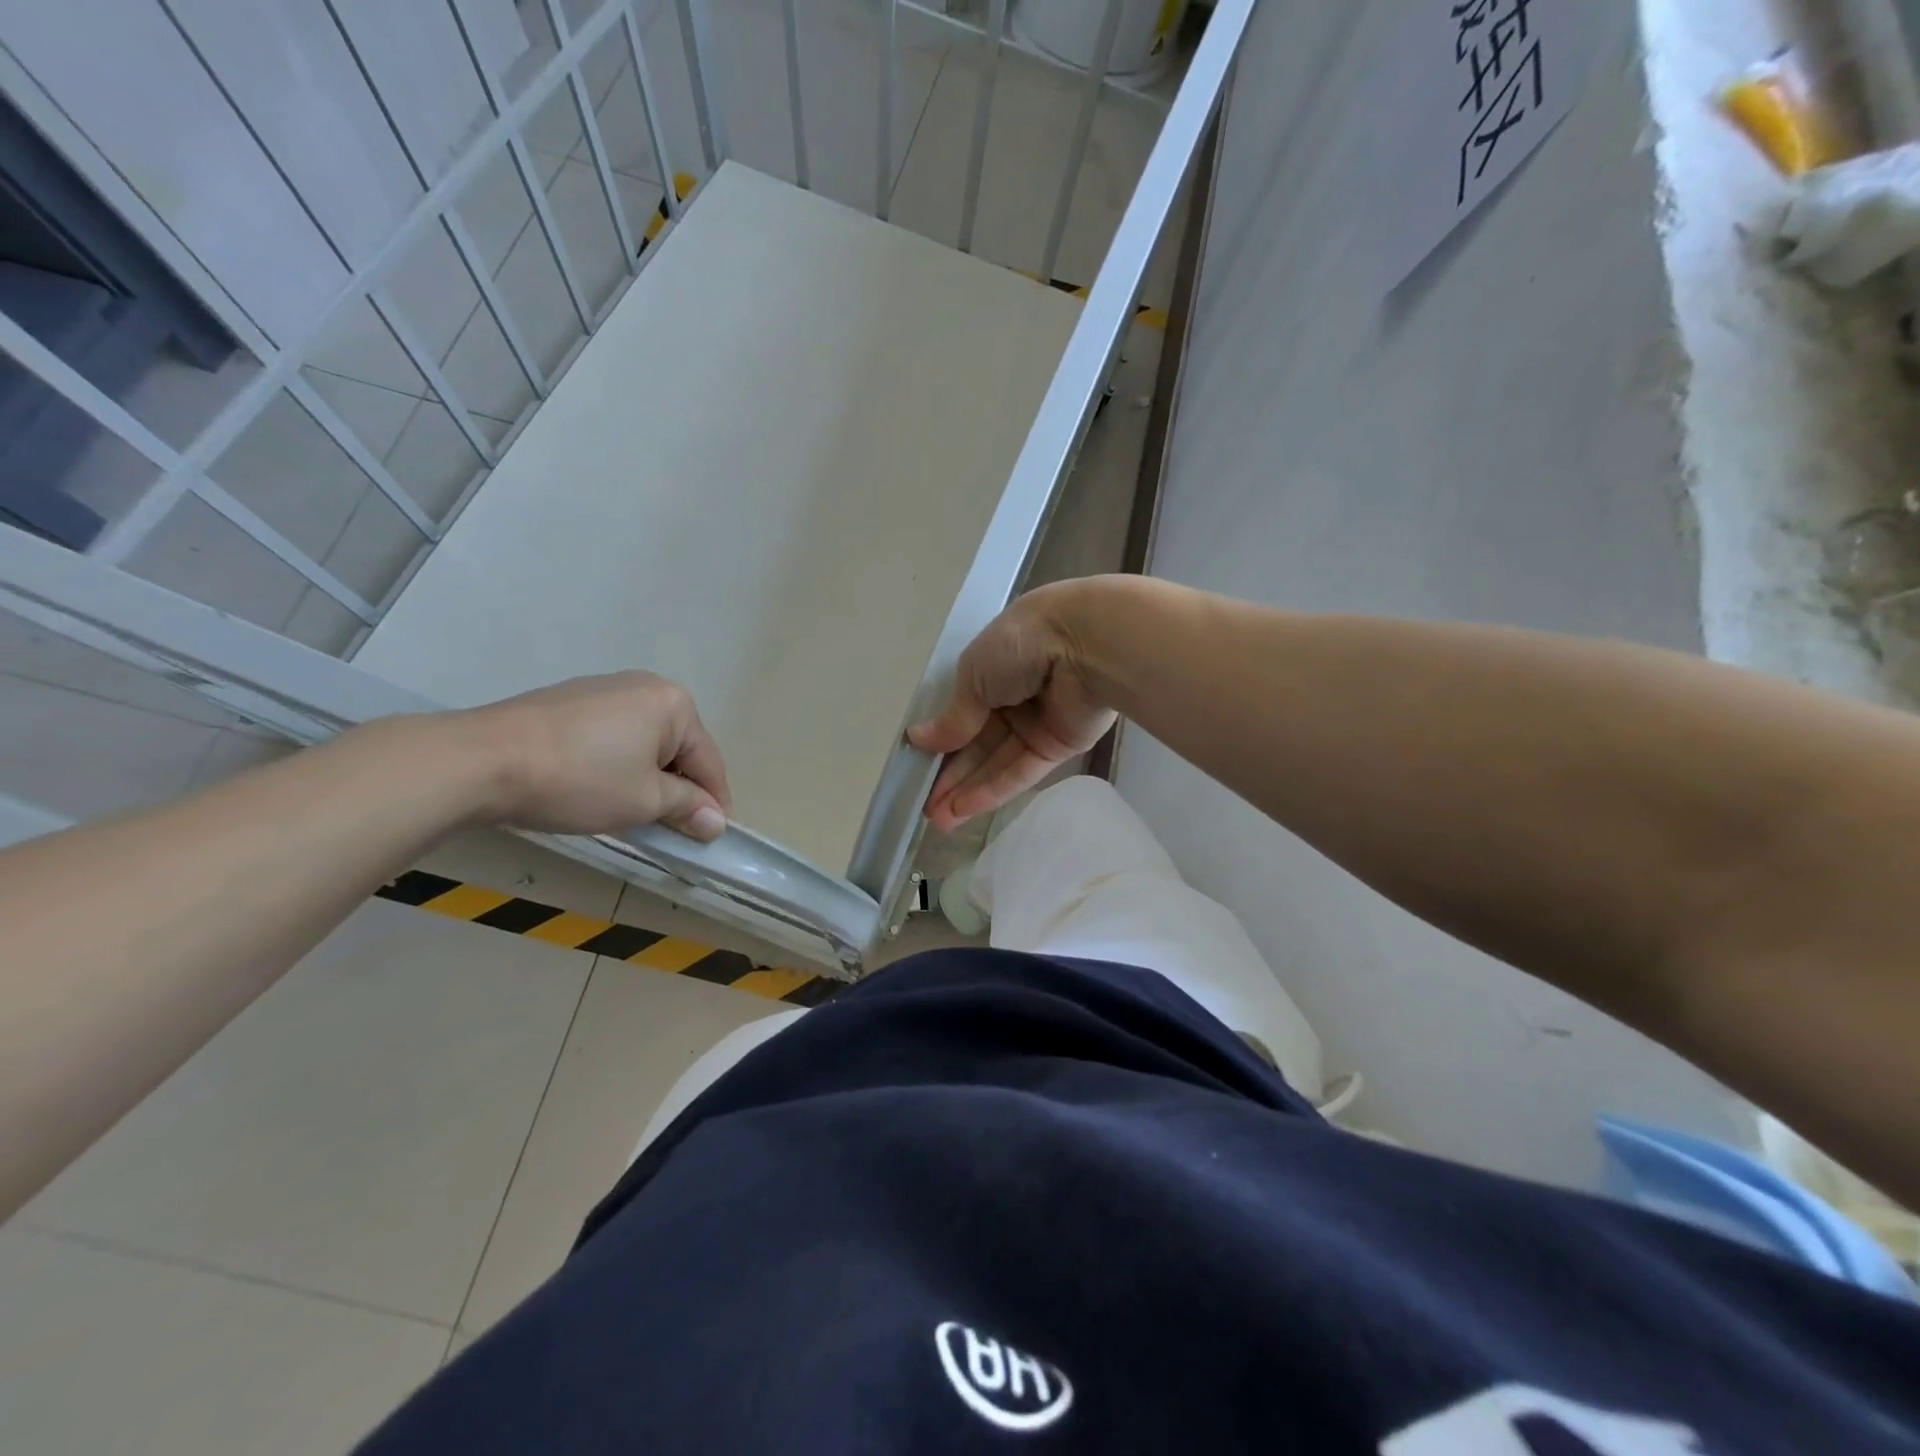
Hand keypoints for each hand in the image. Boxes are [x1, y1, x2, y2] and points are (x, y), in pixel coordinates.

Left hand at [462, 671, 732, 840]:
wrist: (481, 761)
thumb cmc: (580, 780)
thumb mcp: (644, 801)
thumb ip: (688, 808)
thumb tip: (716, 822)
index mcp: (674, 704)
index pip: (709, 761)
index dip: (713, 803)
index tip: (710, 837)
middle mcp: (645, 686)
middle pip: (678, 748)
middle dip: (678, 789)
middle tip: (669, 829)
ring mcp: (603, 689)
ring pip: (644, 743)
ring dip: (646, 778)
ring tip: (630, 813)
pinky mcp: (568, 701)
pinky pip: (612, 736)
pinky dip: (615, 764)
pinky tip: (596, 789)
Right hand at [908, 582, 1116, 831]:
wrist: (1084, 646)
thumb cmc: (1020, 645)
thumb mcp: (973, 677)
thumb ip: (953, 717)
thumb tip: (919, 740)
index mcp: (994, 668)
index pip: (962, 712)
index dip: (941, 741)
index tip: (918, 767)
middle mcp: (1014, 697)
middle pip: (978, 743)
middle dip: (951, 775)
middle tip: (924, 807)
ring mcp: (1037, 724)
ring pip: (996, 762)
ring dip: (967, 790)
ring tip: (937, 819)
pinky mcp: (1058, 747)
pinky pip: (1021, 771)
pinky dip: (993, 790)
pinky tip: (964, 809)